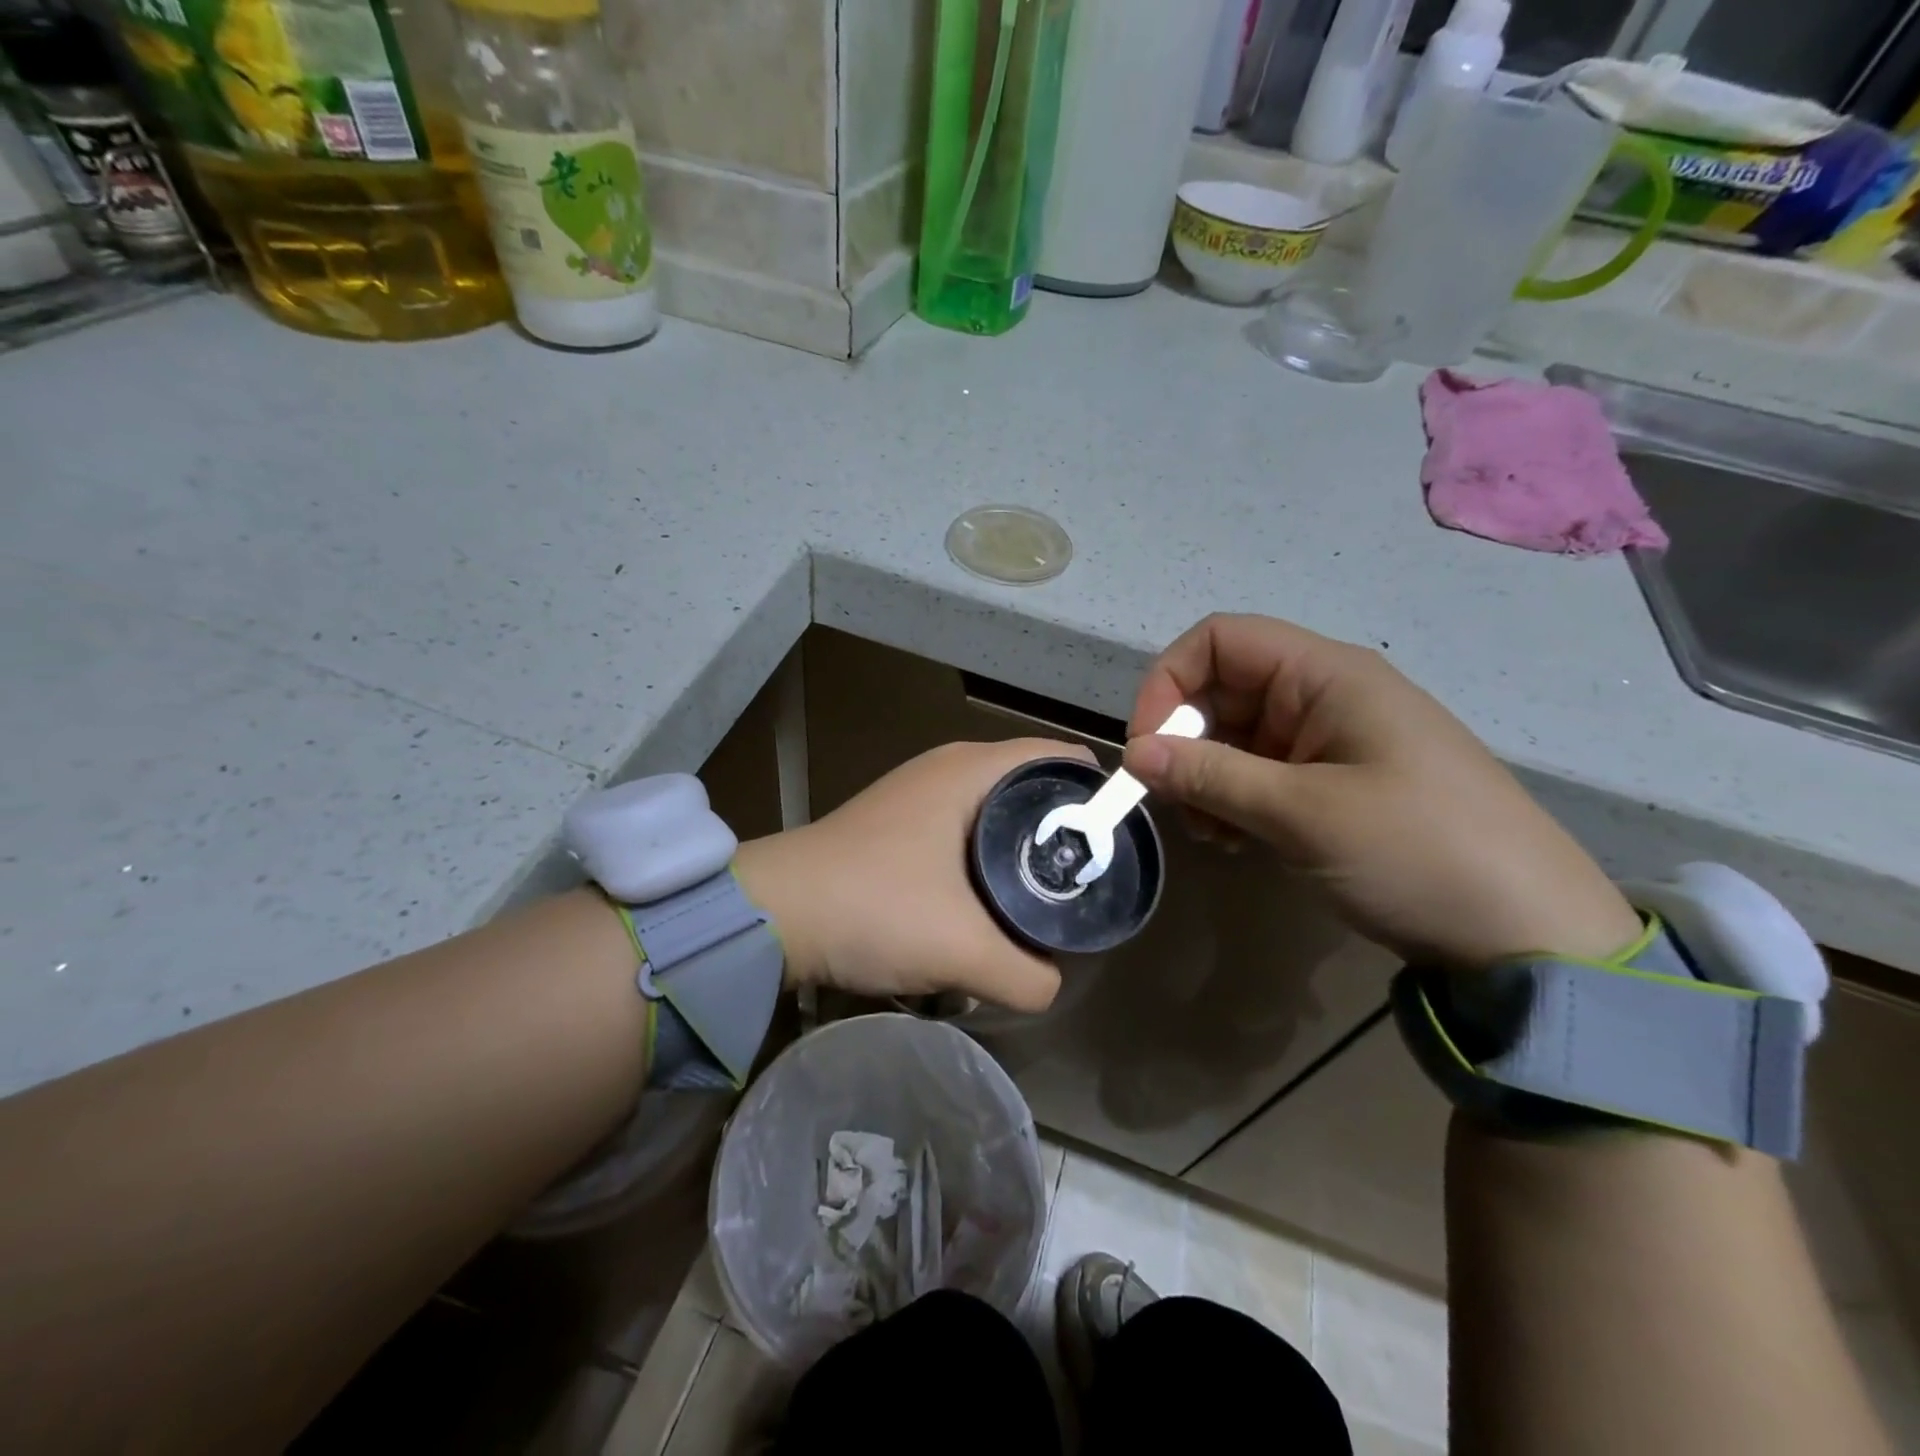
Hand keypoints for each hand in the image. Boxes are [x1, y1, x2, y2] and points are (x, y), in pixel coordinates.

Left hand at [733, 738, 1093, 1010]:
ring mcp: (919, 794)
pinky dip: (988, 858)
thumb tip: (1051, 985)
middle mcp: (948, 768)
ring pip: (996, 812)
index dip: (1099, 795)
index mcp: (972, 769)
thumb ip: (1028, 976)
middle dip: (1064, 831)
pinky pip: (965, 830)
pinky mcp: (899, 824)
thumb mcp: (963, 950)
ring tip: (1045, 899)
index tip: (1120, 845)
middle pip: (1033, 787)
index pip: (1061, 758)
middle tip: (1087, 884)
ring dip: (1023, 850)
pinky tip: (990, 902)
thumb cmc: (874, 907)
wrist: (773, 915)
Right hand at [1124, 614, 1641, 967]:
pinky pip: (1260, 774)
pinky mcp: (1334, 785)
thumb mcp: (1302, 813)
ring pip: (1235, 737)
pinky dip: (1232, 801)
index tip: (1146, 745)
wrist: (1527, 933)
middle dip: (1184, 740)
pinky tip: (1235, 842)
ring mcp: (1330, 743)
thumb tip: (1133, 755)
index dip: (1169, 680)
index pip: (1219, 640)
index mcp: (1325, 675)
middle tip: (1173, 801)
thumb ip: (1210, 776)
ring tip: (1210, 833)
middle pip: (1222, 690)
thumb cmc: (1417, 851)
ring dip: (1204, 778)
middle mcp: (1324, 696)